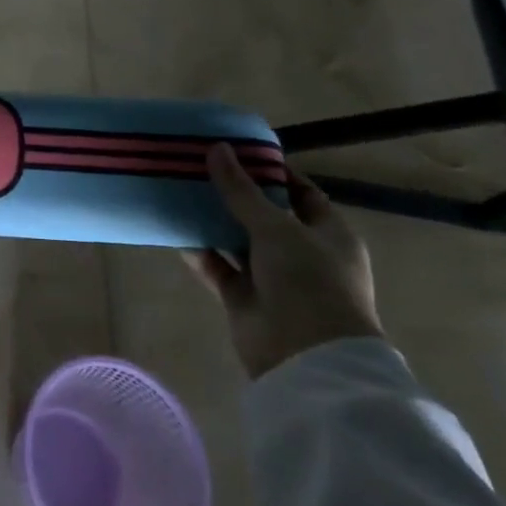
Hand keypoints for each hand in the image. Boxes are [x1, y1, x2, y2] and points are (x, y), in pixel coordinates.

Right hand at [186, 144, 385, 379]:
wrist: (305, 356)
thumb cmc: (308, 282)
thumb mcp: (276, 227)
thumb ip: (241, 190)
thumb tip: (217, 148)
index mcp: (329, 234)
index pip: (302, 193)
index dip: (273, 172)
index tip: (239, 152)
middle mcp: (303, 254)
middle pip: (265, 216)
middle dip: (235, 195)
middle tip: (200, 167)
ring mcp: (273, 278)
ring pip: (238, 241)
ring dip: (214, 222)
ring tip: (181, 192)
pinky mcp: (245, 298)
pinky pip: (218, 268)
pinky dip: (200, 252)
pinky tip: (176, 231)